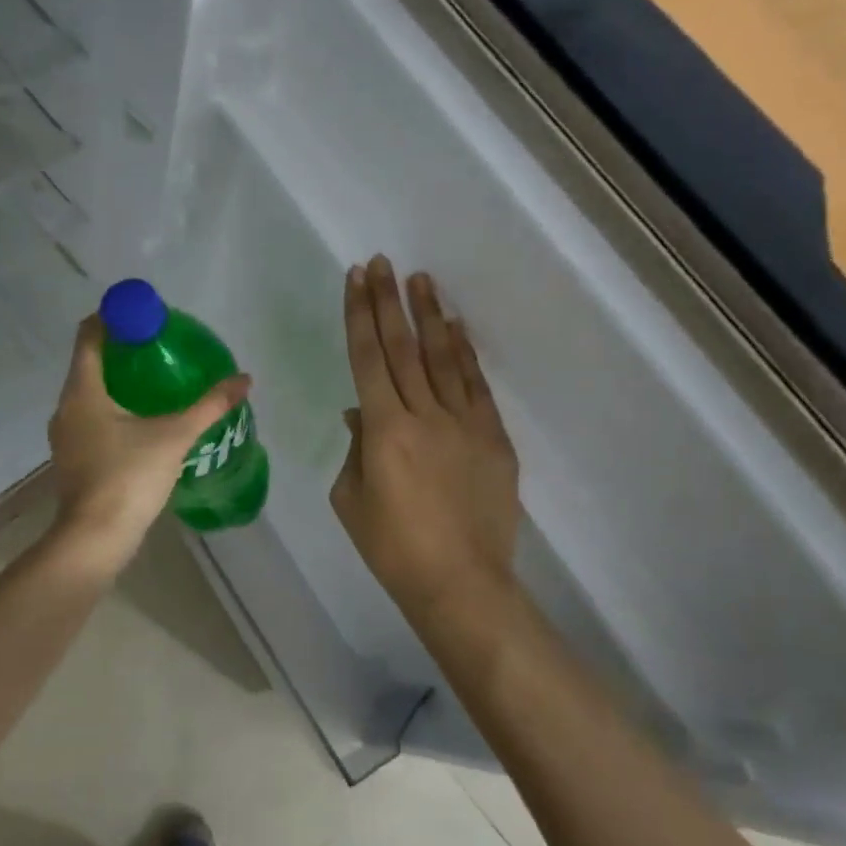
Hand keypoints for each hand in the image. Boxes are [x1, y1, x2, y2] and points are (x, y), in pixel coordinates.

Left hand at [47, 314, 251, 573]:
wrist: (96, 539)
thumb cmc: (129, 477)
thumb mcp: (175, 436)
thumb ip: (210, 406)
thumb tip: (244, 379)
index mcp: (83, 391)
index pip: (89, 336)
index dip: (113, 318)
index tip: (143, 315)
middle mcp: (66, 407)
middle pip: (89, 363)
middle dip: (121, 350)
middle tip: (159, 346)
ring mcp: (65, 435)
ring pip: (89, 393)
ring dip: (117, 381)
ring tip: (155, 380)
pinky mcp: (73, 458)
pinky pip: (91, 418)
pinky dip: (112, 408)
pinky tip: (141, 420)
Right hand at [331, 256, 519, 614]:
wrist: (461, 583)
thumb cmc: (393, 547)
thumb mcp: (351, 499)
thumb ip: (356, 448)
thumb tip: (362, 412)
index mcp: (384, 431)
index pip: (367, 358)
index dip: (360, 315)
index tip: (356, 279)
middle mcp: (424, 415)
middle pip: (403, 347)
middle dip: (388, 302)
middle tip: (382, 263)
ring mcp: (464, 423)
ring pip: (443, 357)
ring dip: (429, 315)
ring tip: (420, 279)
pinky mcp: (493, 437)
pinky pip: (476, 385)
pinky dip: (464, 353)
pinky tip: (455, 327)